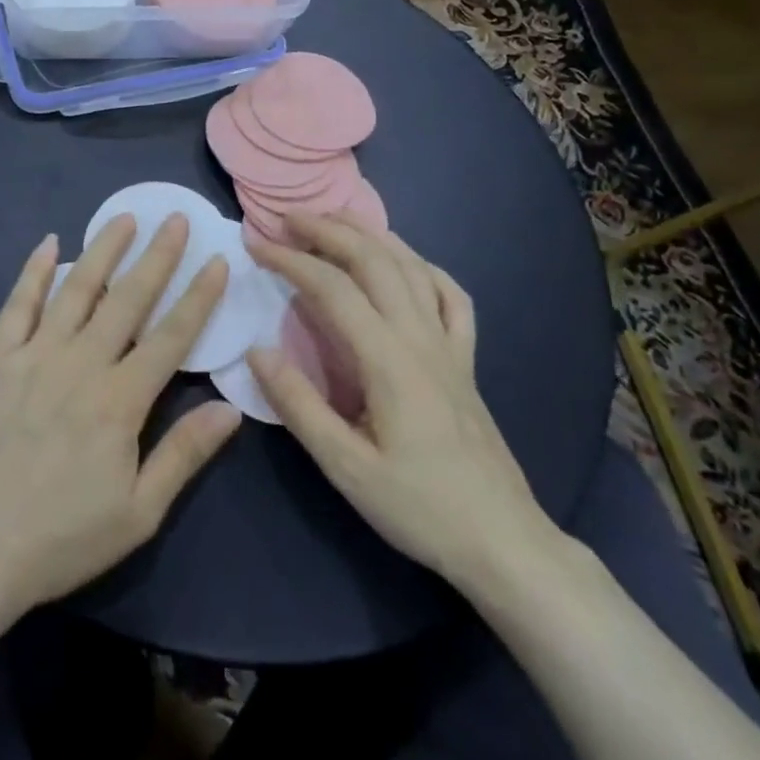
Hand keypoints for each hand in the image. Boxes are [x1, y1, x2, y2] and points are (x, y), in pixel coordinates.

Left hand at [0, 214, 241, 619]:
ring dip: (104, 250)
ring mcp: (33, 356)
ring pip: (76, 289)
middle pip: (128, 299)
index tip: (217, 260)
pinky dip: (33, 271)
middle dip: (158, 256)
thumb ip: (184, 455)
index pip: (171, 336)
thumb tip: (232, 409)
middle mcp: (81, 363)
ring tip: (124, 217)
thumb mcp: (137, 514)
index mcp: (120, 400)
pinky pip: (18, 305)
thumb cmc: (59, 540)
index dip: (198, 296)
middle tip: (176, 218)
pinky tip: (47, 243)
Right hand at [246, 214, 566, 599]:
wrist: (504, 541)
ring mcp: (450, 344)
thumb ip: (299, 406)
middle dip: (328, 229)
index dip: (291, 260)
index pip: (333, 288)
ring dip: (370, 235)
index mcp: (389, 359)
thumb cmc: (420, 508)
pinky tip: (405, 263)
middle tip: (289, 218)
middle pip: (374, 260)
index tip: (256, 245)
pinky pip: (450, 296)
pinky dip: (423, 266)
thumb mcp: (346, 467)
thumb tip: (256, 351)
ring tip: (336, 220)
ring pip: (412, 267)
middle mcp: (421, 336)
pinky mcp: (466, 359)